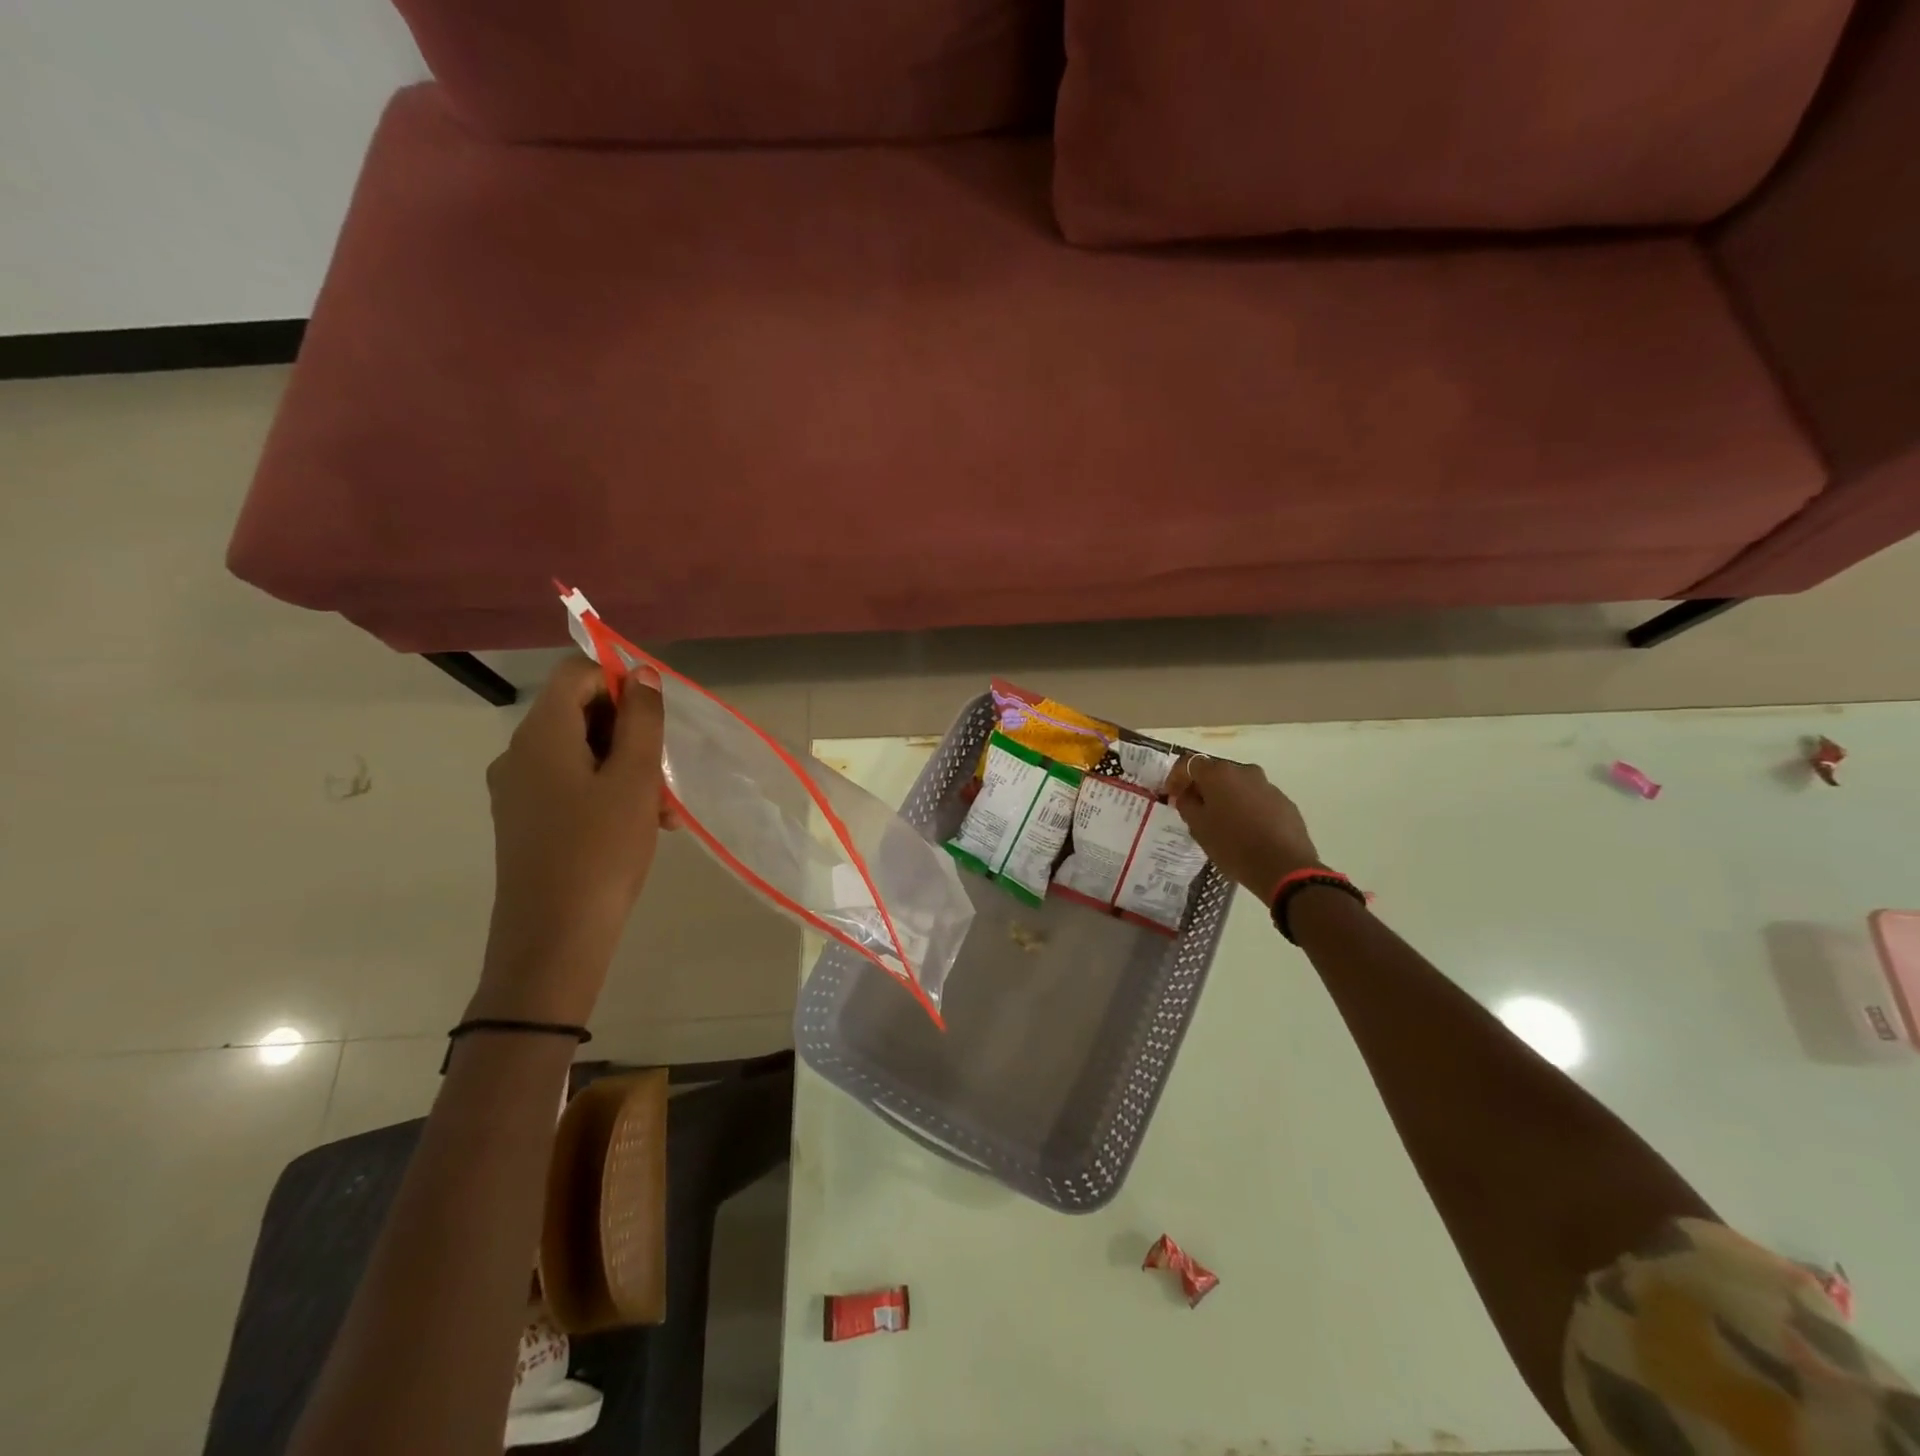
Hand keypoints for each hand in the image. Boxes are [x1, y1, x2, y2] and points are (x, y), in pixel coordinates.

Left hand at [474, 656, 669, 1022]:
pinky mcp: (526, 821)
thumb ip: (642, 720)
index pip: (576, 674)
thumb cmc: (601, 851)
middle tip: (666, 771)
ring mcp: (518, 790)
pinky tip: (642, 825)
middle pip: (579, 713)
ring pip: (581, 753)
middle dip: (631, 733)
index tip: (657, 718)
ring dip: (627, 768)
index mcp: (540, 736)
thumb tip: (642, 674)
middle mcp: (520, 754)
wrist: (554, 938)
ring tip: (664, 810)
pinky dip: (608, 792)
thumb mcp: (634, 780)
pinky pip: (571, 785)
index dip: (620, 682)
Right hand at [1166, 755, 1321, 900]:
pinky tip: (1244, 830)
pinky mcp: (1284, 802)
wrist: (1284, 867)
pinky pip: (1256, 799)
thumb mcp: (1198, 827)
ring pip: (1237, 785)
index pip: (1188, 764)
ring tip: (1220, 823)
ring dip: (1225, 798)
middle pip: (1215, 772)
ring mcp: (1267, 785)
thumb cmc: (1233, 845)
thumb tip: (1186, 794)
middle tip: (1193, 809)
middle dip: (1201, 787)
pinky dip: (1245, 808)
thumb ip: (1186, 804)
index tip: (1170, 795)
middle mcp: (1244, 771)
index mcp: (1219, 773)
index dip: (1175, 778)